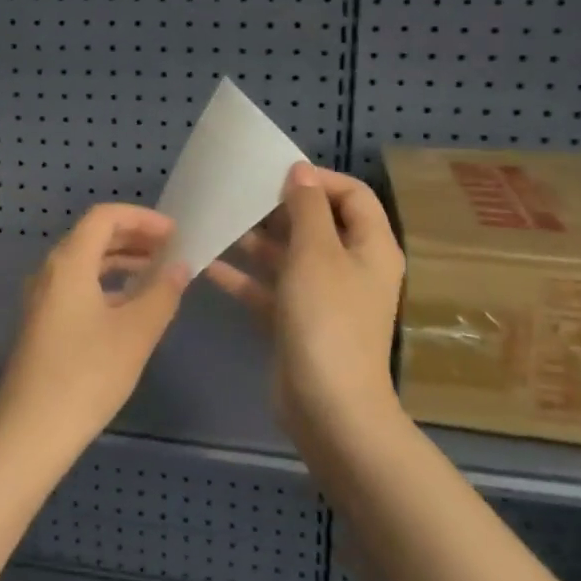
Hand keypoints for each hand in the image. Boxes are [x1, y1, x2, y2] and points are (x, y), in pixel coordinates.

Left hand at [0, 205, 190, 464]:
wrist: (29, 433)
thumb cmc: (86, 375)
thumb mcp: (135, 333)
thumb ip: (162, 293)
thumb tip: (181, 265)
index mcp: (69, 262)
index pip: (105, 216)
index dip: (142, 218)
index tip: (175, 233)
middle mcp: (51, 271)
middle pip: (94, 236)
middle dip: (135, 238)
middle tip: (173, 251)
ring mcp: (43, 298)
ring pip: (86, 263)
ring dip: (122, 261)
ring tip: (159, 275)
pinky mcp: (44, 323)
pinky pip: (79, 286)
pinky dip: (108, 284)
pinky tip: (131, 306)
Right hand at [206, 163, 405, 443]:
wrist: (328, 408)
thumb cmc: (327, 318)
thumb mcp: (316, 251)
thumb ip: (307, 207)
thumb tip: (301, 172)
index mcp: (371, 247)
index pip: (352, 195)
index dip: (318, 179)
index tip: (276, 174)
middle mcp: (351, 267)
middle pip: (318, 223)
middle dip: (280, 207)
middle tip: (241, 194)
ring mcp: (324, 298)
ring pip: (290, 256)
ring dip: (258, 240)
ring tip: (221, 221)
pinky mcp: (297, 322)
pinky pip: (270, 289)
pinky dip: (245, 277)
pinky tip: (209, 264)